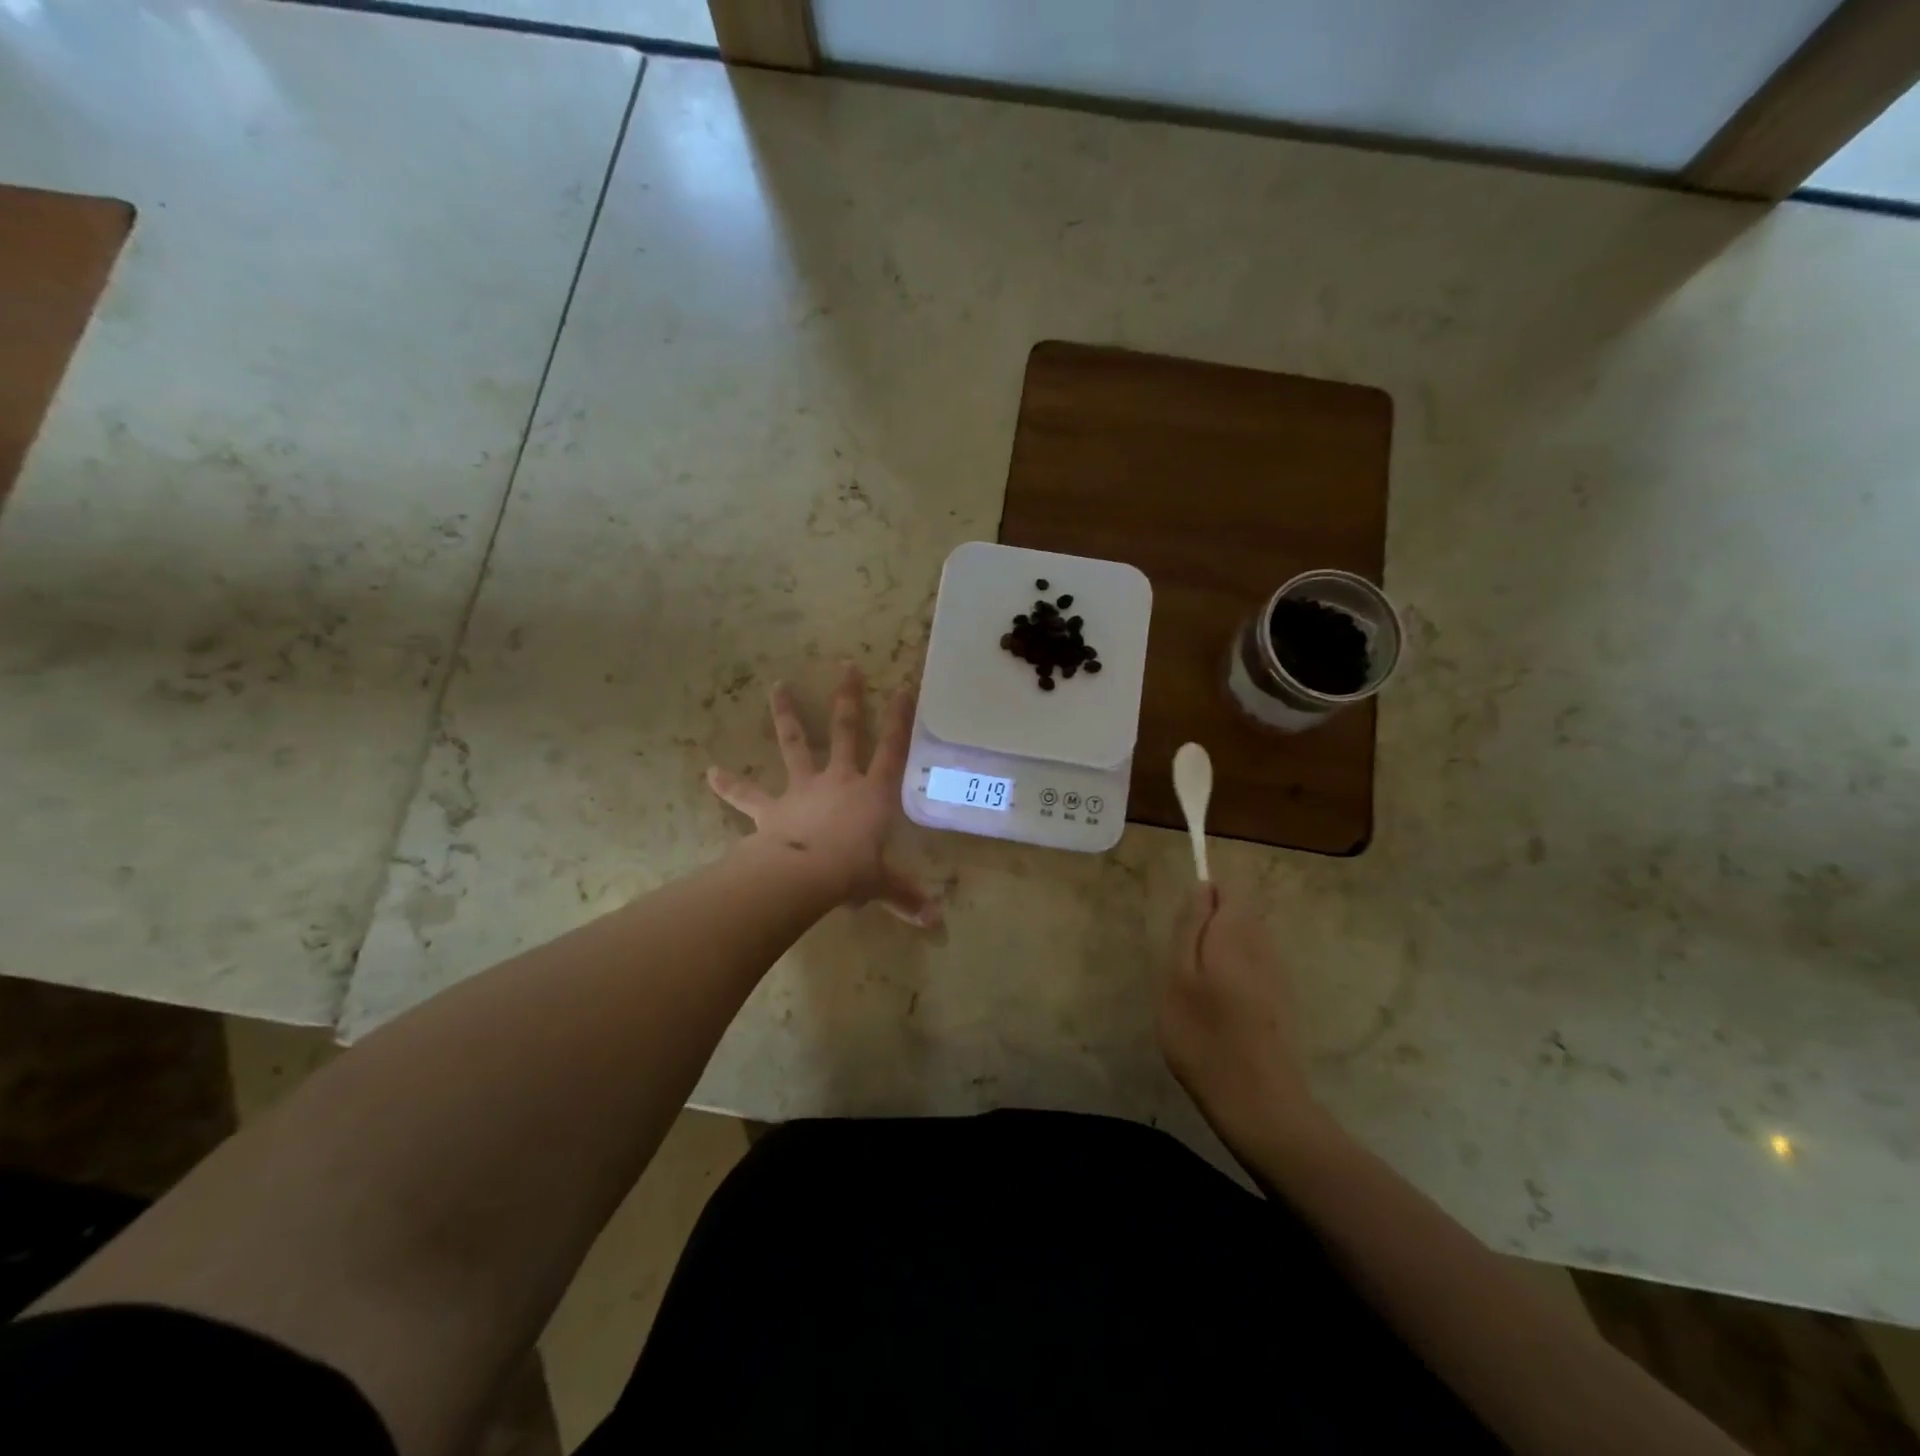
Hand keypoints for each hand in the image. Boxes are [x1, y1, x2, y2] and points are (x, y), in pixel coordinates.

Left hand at [707, 664, 939, 927]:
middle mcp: (839, 781)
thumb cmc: (852, 872)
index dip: (900, 720)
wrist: (804, 874)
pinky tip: (710, 772)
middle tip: (846, 667)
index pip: (893, 750)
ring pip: (794, 744)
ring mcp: (803, 789)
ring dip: (785, 715)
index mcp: (872, 794)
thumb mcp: (883, 884)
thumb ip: (906, 897)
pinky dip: (729, 784)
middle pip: (845, 732)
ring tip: (777, 685)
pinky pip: (747, 794)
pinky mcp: (772, 807)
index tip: (903, 687)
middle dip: (848, 699)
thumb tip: (936, 922)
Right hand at [1159, 885, 1319, 1151]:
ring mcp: (1279, 975)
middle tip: (1182, 969)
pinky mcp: (1283, 1002)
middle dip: (1209, 930)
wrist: (1258, 1103)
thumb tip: (1202, 887)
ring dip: (1220, 956)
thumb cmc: (1203, 1036)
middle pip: (1237, 915)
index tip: (1181, 931)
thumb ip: (1190, 927)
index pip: (1226, 890)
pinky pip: (1254, 970)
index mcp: (1238, 932)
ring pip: (1245, 944)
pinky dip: (1234, 980)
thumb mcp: (1178, 976)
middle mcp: (1265, 945)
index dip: (1202, 901)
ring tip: (1197, 995)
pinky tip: (1220, 1014)